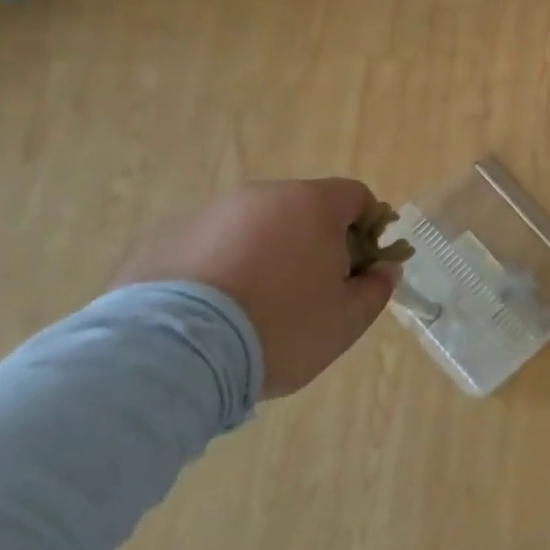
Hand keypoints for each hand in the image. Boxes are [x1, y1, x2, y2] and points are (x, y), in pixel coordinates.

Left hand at [111, 179, 399, 398]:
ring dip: (265, 252)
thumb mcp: (346, 320)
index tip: (359, 268)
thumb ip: (376, 288)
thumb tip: (385, 268)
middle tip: (309, 292)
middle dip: (314, 242)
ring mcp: (208, 212)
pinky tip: (213, 310)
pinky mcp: (164, 236)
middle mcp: (260, 195)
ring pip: (254, 226)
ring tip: (253, 305)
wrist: (173, 353)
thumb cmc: (279, 328)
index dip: (368, 229)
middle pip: (303, 209)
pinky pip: (210, 245)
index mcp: (311, 204)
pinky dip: (220, 266)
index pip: (356, 197)